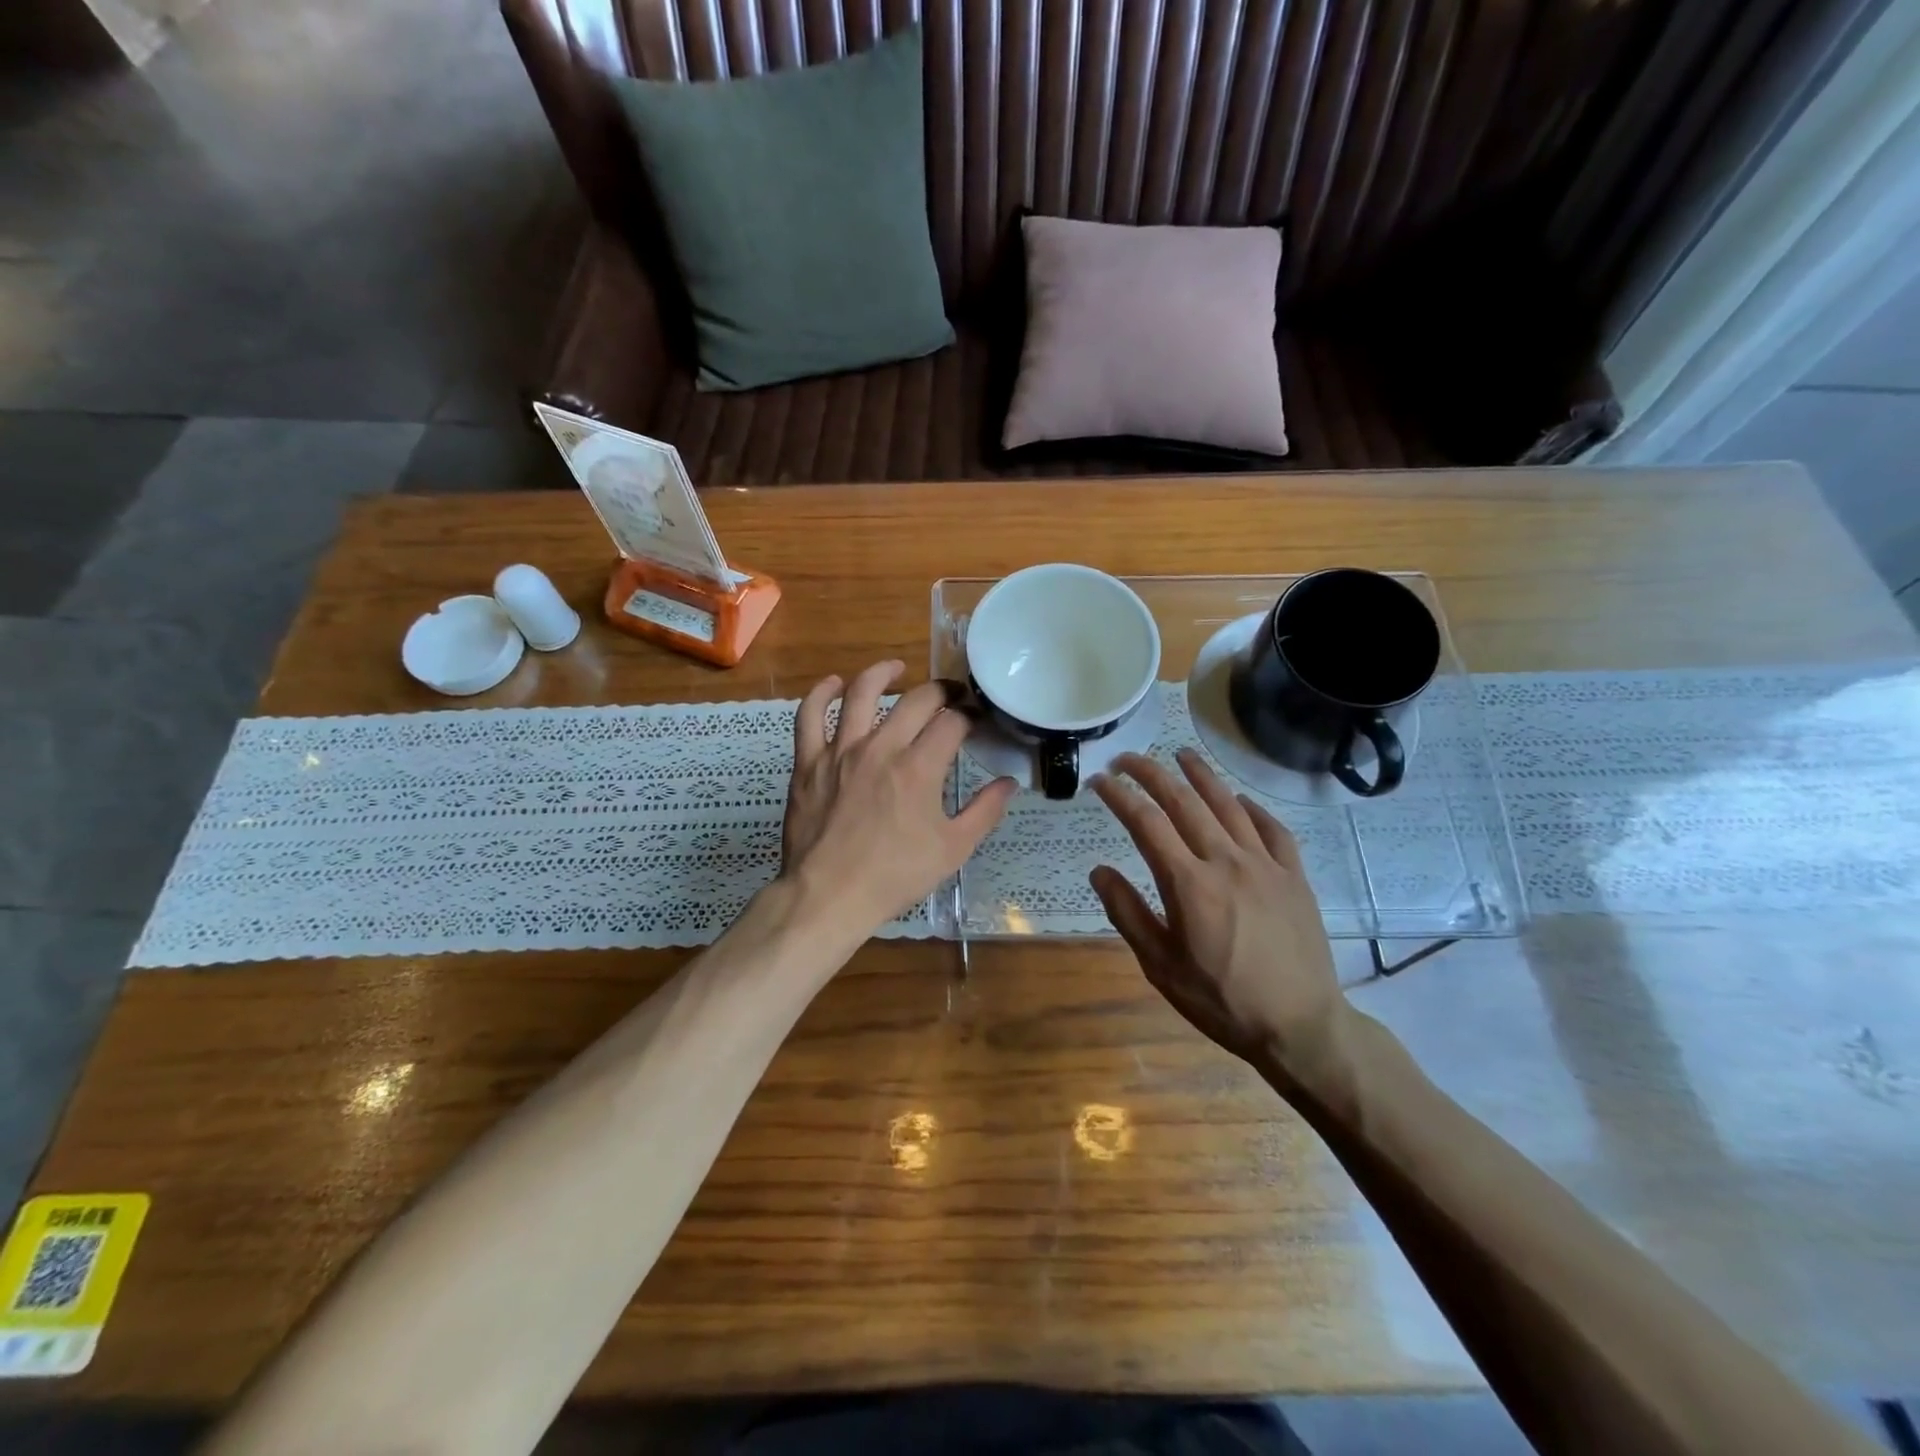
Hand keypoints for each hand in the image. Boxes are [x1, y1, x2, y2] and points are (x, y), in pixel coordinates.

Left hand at [780, 661, 1016, 943]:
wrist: (828, 896)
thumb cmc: (895, 876)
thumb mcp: (953, 850)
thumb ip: (984, 811)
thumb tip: (1009, 782)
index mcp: (919, 768)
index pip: (952, 722)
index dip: (970, 714)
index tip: (977, 719)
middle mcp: (880, 747)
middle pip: (916, 700)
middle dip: (941, 691)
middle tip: (952, 697)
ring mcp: (839, 751)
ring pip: (860, 693)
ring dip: (882, 674)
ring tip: (897, 668)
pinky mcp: (808, 762)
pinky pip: (809, 716)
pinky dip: (820, 693)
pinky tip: (834, 683)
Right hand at [1090, 749, 1346, 1077]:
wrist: (1301, 1027)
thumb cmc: (1221, 1001)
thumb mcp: (1160, 967)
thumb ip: (1127, 913)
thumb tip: (1099, 870)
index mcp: (1189, 884)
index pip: (1146, 823)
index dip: (1119, 795)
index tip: (1099, 781)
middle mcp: (1227, 861)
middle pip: (1184, 802)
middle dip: (1151, 773)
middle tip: (1127, 759)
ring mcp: (1266, 865)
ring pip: (1229, 805)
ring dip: (1201, 775)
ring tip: (1181, 754)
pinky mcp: (1294, 876)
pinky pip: (1272, 829)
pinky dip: (1251, 807)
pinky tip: (1238, 800)